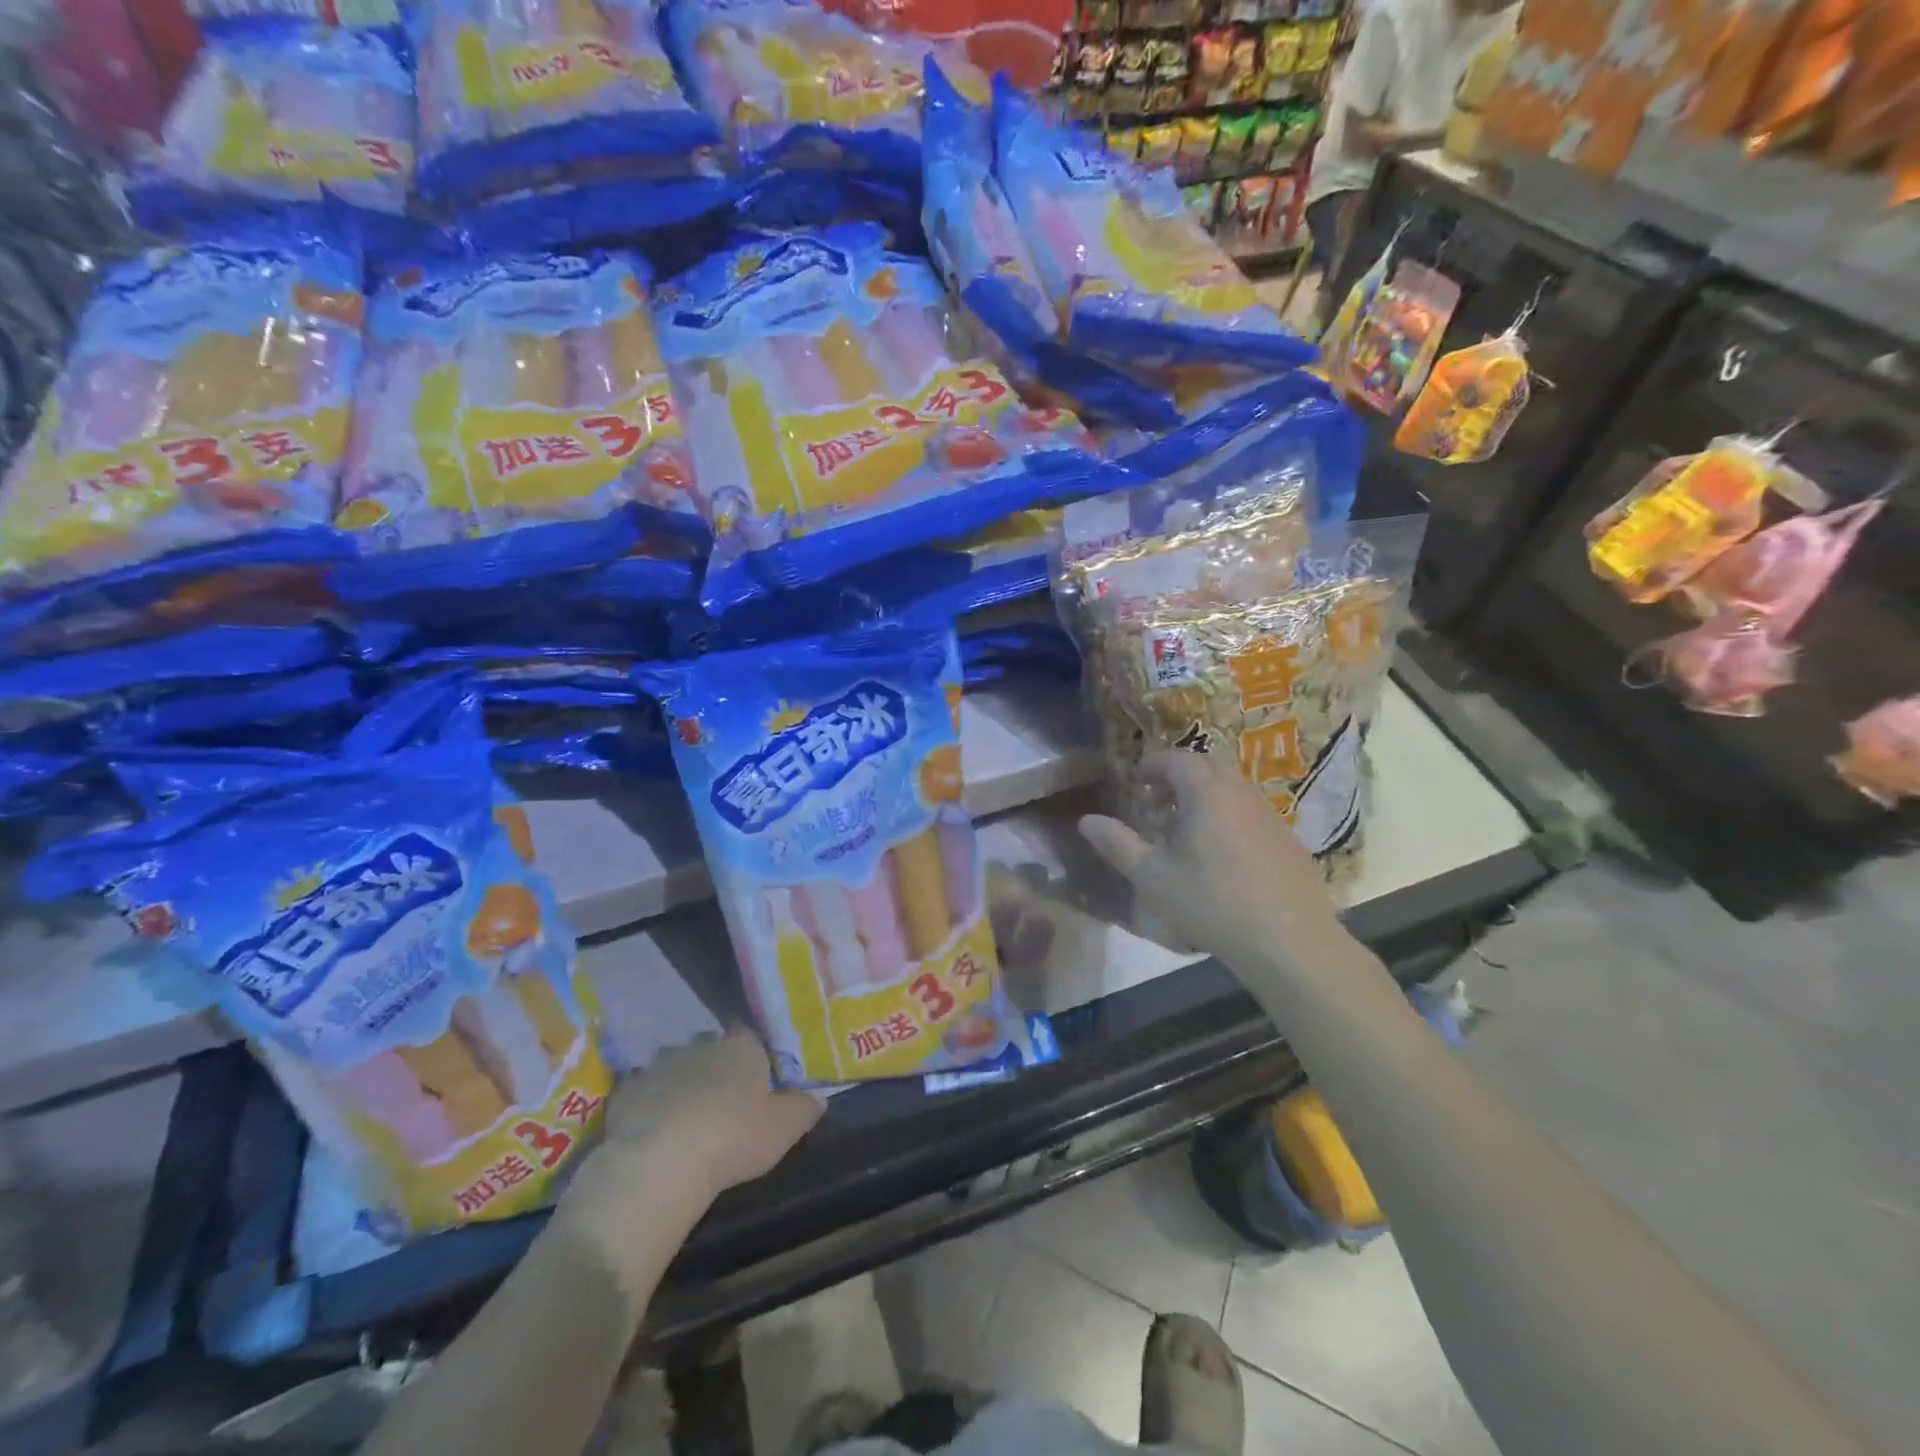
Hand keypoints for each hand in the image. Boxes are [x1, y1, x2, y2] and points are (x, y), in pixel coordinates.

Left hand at [562, 1025, 823, 1263]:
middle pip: (709, 1050)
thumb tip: (819, 1097)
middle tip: (718, 1101)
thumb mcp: (783, 1129)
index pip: (748, 1037)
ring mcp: (660, 1065)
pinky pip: (642, 1092)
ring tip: (683, 1118)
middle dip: (712, 1069)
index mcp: (741, 1048)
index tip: (751, 1080)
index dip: (750, 1057)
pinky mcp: (627, 1091)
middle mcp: (701, 1046)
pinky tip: (651, 1132)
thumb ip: (803, 1109)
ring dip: (679, 1084)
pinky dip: (647, 1105)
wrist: (662, 1162)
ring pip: (674, 1068)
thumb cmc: (734, 1137)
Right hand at [1079, 750, 1344, 975]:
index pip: (1177, 758)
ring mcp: (1269, 814)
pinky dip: (1226, 814)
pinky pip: (1249, 810)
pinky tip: (1219, 854)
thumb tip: (1087, 820)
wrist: (1289, 941)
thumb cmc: (1211, 903)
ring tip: (1182, 828)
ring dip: (1202, 795)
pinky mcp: (1288, 839)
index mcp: (1207, 793)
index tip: (1134, 781)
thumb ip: (1118, 844)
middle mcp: (1241, 793)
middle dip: (1176, 776)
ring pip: (1230, 788)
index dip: (1152, 764)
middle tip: (1154, 801)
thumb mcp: (1152, 877)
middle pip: (1206, 766)